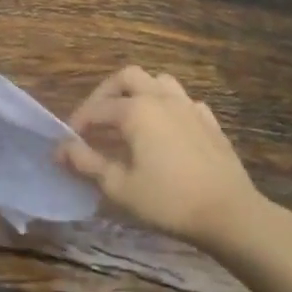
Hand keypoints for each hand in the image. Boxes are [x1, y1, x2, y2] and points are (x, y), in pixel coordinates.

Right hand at [58, 67, 270, 247]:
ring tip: (129, 118)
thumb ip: (87, 163)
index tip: (67, 144)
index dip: (77, 124)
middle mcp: (161, 98)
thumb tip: (61, 149)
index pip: (96, 110)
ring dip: (139, 93)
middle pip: (127, 77)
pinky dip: (167, 108)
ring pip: (159, 82)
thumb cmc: (168, 201)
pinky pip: (183, 102)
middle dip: (106, 93)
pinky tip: (165, 130)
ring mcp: (189, 107)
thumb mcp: (119, 186)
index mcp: (136, 111)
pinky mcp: (210, 122)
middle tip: (95, 119)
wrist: (230, 214)